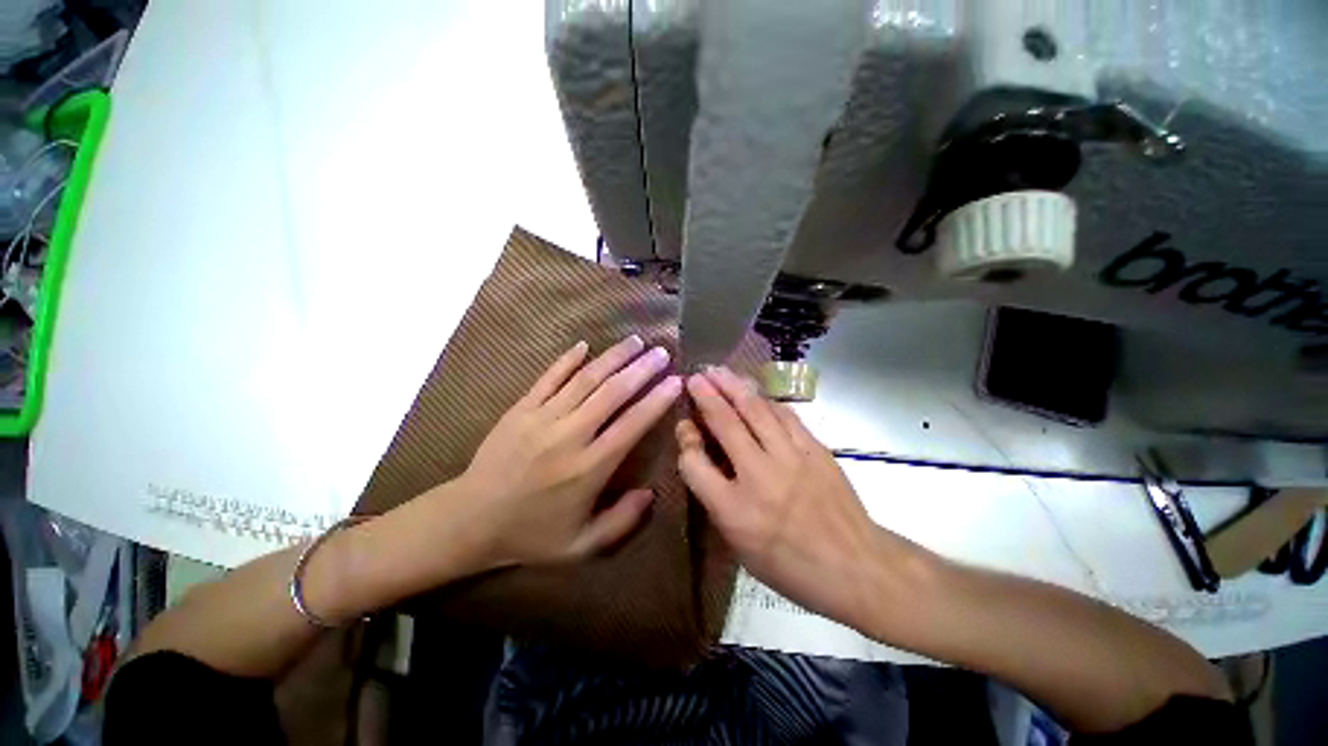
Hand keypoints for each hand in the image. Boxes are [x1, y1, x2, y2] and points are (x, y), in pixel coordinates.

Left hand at [460, 335, 681, 567]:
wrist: (469, 520)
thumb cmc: (531, 534)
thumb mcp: (581, 545)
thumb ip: (621, 521)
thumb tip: (652, 493)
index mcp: (588, 468)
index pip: (631, 425)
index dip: (656, 400)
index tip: (676, 381)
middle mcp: (569, 436)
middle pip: (612, 394)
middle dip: (641, 370)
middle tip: (662, 352)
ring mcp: (542, 418)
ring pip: (585, 379)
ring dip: (613, 357)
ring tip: (635, 341)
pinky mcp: (520, 409)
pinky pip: (548, 378)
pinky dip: (567, 359)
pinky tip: (584, 345)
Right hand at [677, 366, 918, 631]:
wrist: (855, 566)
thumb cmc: (790, 565)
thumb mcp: (740, 546)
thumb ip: (716, 499)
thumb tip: (703, 456)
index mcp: (733, 510)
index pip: (694, 463)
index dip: (685, 440)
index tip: (684, 426)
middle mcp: (759, 476)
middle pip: (725, 423)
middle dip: (706, 395)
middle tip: (695, 377)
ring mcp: (791, 458)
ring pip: (756, 410)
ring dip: (734, 386)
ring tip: (719, 371)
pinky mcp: (816, 449)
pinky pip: (785, 414)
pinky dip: (766, 400)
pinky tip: (755, 392)